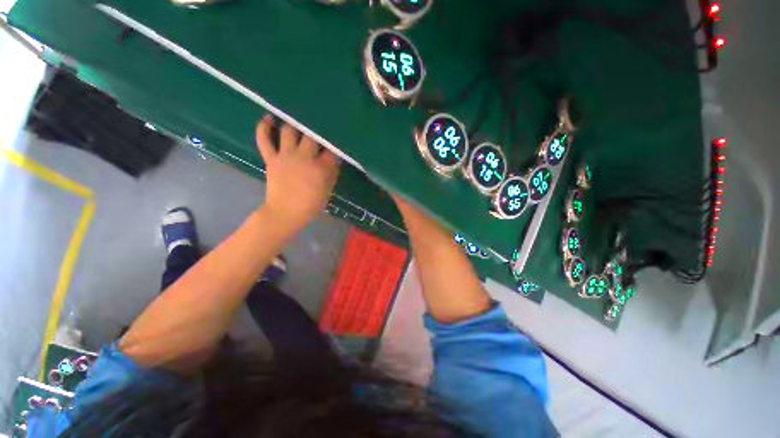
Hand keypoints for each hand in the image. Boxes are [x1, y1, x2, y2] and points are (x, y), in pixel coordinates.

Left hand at [255, 115, 339, 233]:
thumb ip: (332, 172)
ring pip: (289, 131)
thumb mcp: (328, 190)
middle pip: (311, 135)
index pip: (331, 149)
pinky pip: (264, 139)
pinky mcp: (271, 158)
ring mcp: (285, 156)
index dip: (335, 142)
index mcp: (320, 168)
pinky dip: (264, 127)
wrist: (285, 213)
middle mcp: (304, 157)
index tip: (337, 137)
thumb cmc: (311, 204)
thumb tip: (334, 158)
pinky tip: (268, 118)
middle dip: (317, 128)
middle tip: (319, 123)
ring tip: (298, 119)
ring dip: (294, 124)